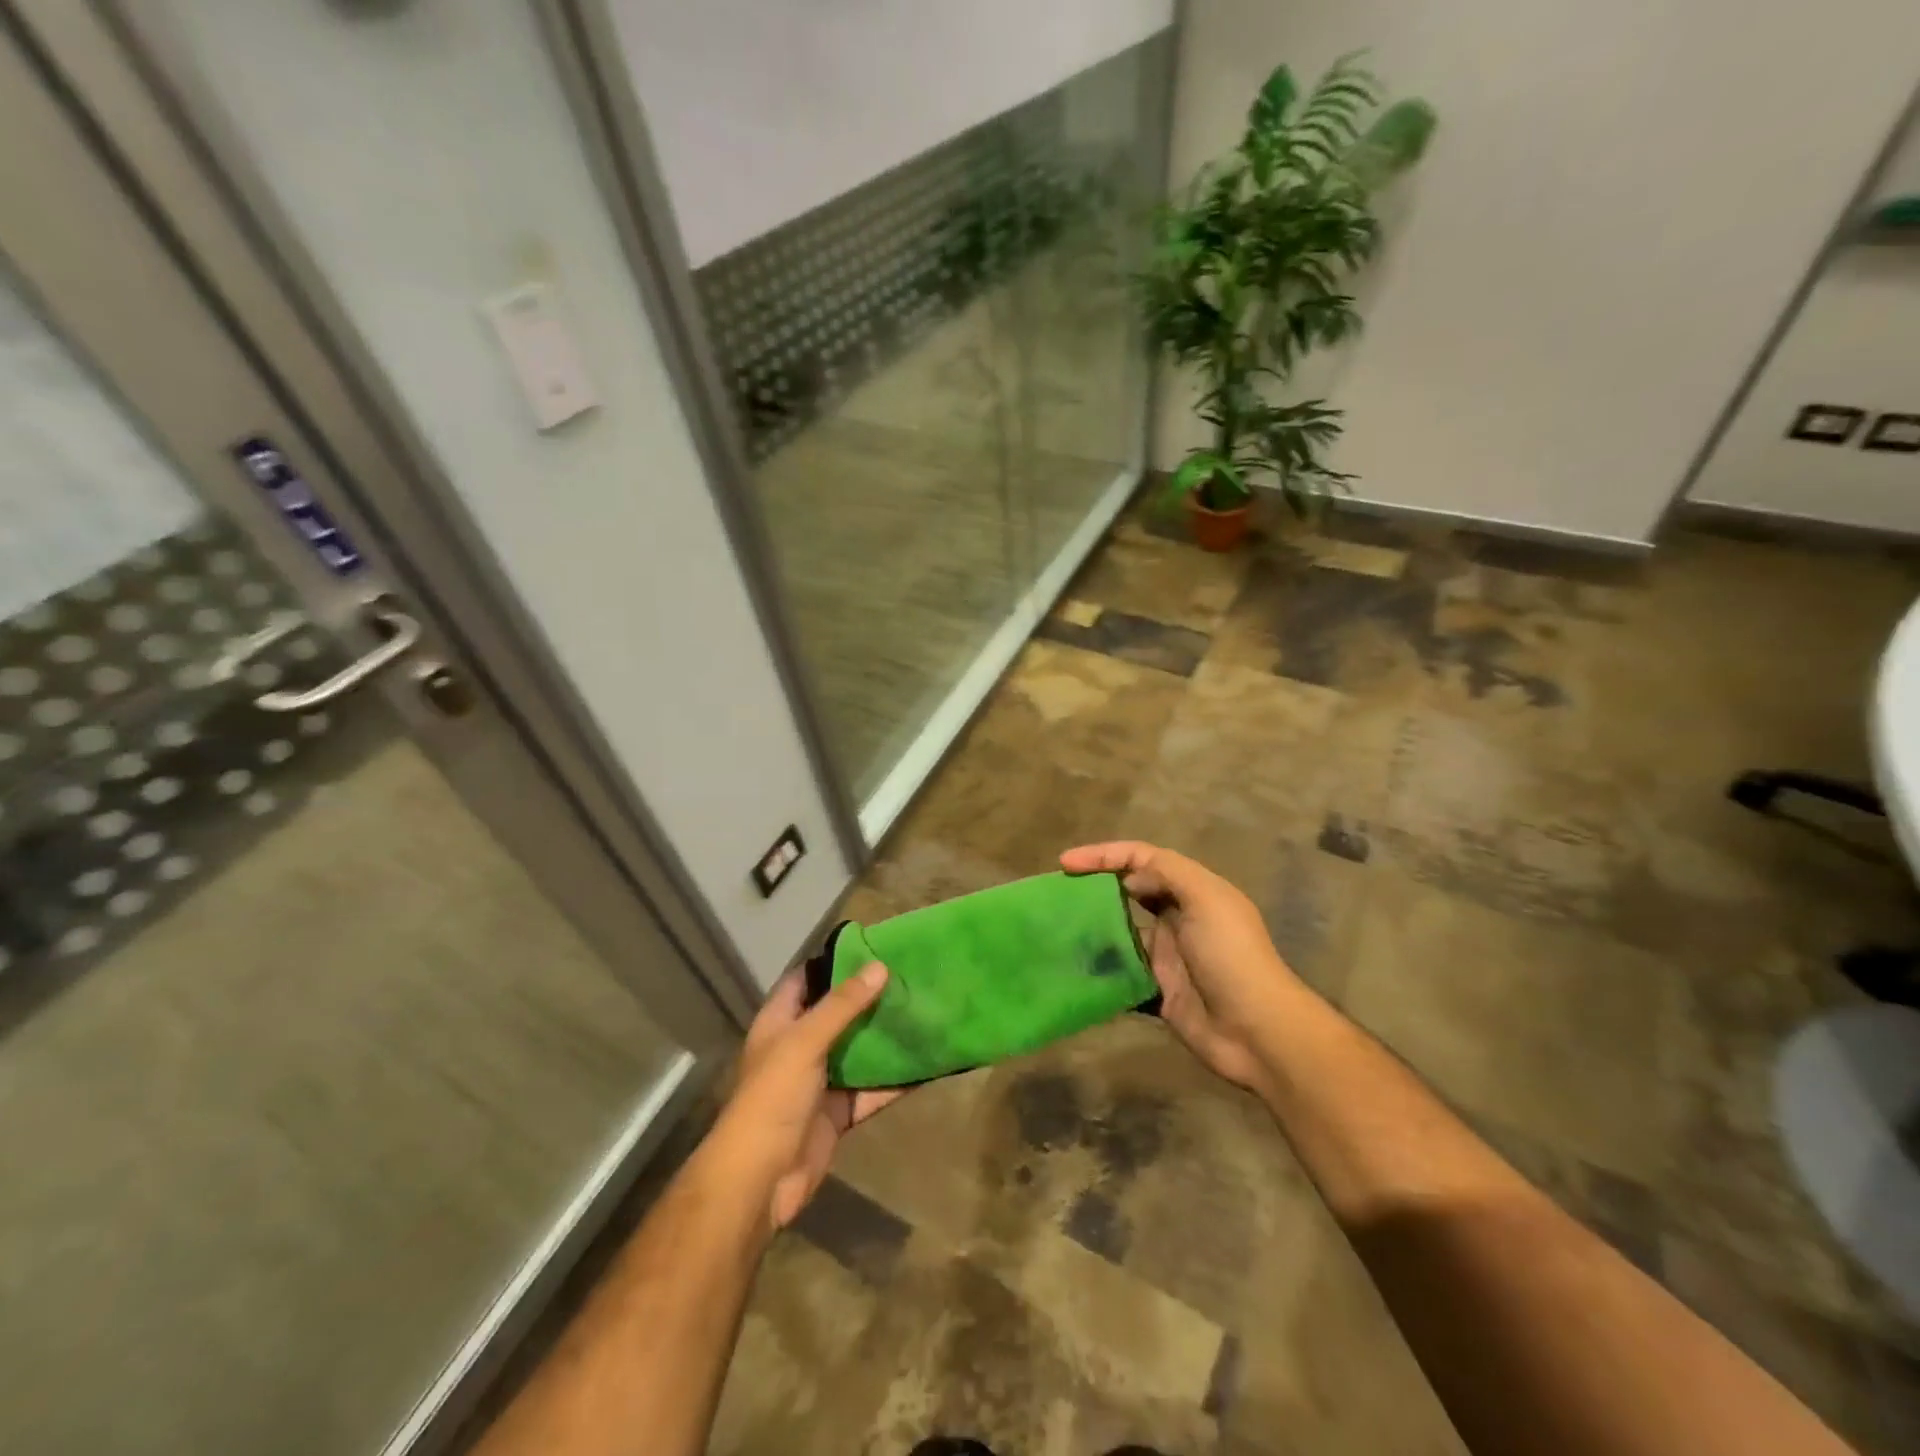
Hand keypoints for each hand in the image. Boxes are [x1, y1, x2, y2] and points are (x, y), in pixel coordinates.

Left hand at [711, 963, 904, 1230]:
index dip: (835, 961)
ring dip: (886, 1037)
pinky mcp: (839, 1112)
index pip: (806, 979)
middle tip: (911, 976)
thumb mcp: (805, 1041)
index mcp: (781, 1022)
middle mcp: (800, 1046)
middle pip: (839, 1014)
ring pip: (859, 1051)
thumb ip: (843, 1005)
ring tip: (925, 1011)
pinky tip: (926, 1065)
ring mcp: (820, 1081)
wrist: (761, 1180)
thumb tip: (880, 967)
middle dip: (871, 997)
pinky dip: (895, 1080)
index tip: (874, 946)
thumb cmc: (773, 1097)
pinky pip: (872, 1090)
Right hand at [1061, 841, 1301, 1094]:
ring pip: (1121, 933)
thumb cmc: (1232, 956)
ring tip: (1057, 931)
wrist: (1258, 1032)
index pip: (1142, 859)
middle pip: (1129, 892)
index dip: (1104, 855)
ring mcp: (1167, 956)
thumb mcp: (1206, 899)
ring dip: (1094, 930)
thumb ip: (1167, 874)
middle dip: (1095, 887)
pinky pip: (1122, 975)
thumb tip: (1126, 879)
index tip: (1066, 863)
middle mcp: (1178, 918)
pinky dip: (1101, 971)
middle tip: (1058, 894)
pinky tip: (1075, 969)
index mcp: (1192, 891)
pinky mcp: (1159, 991)